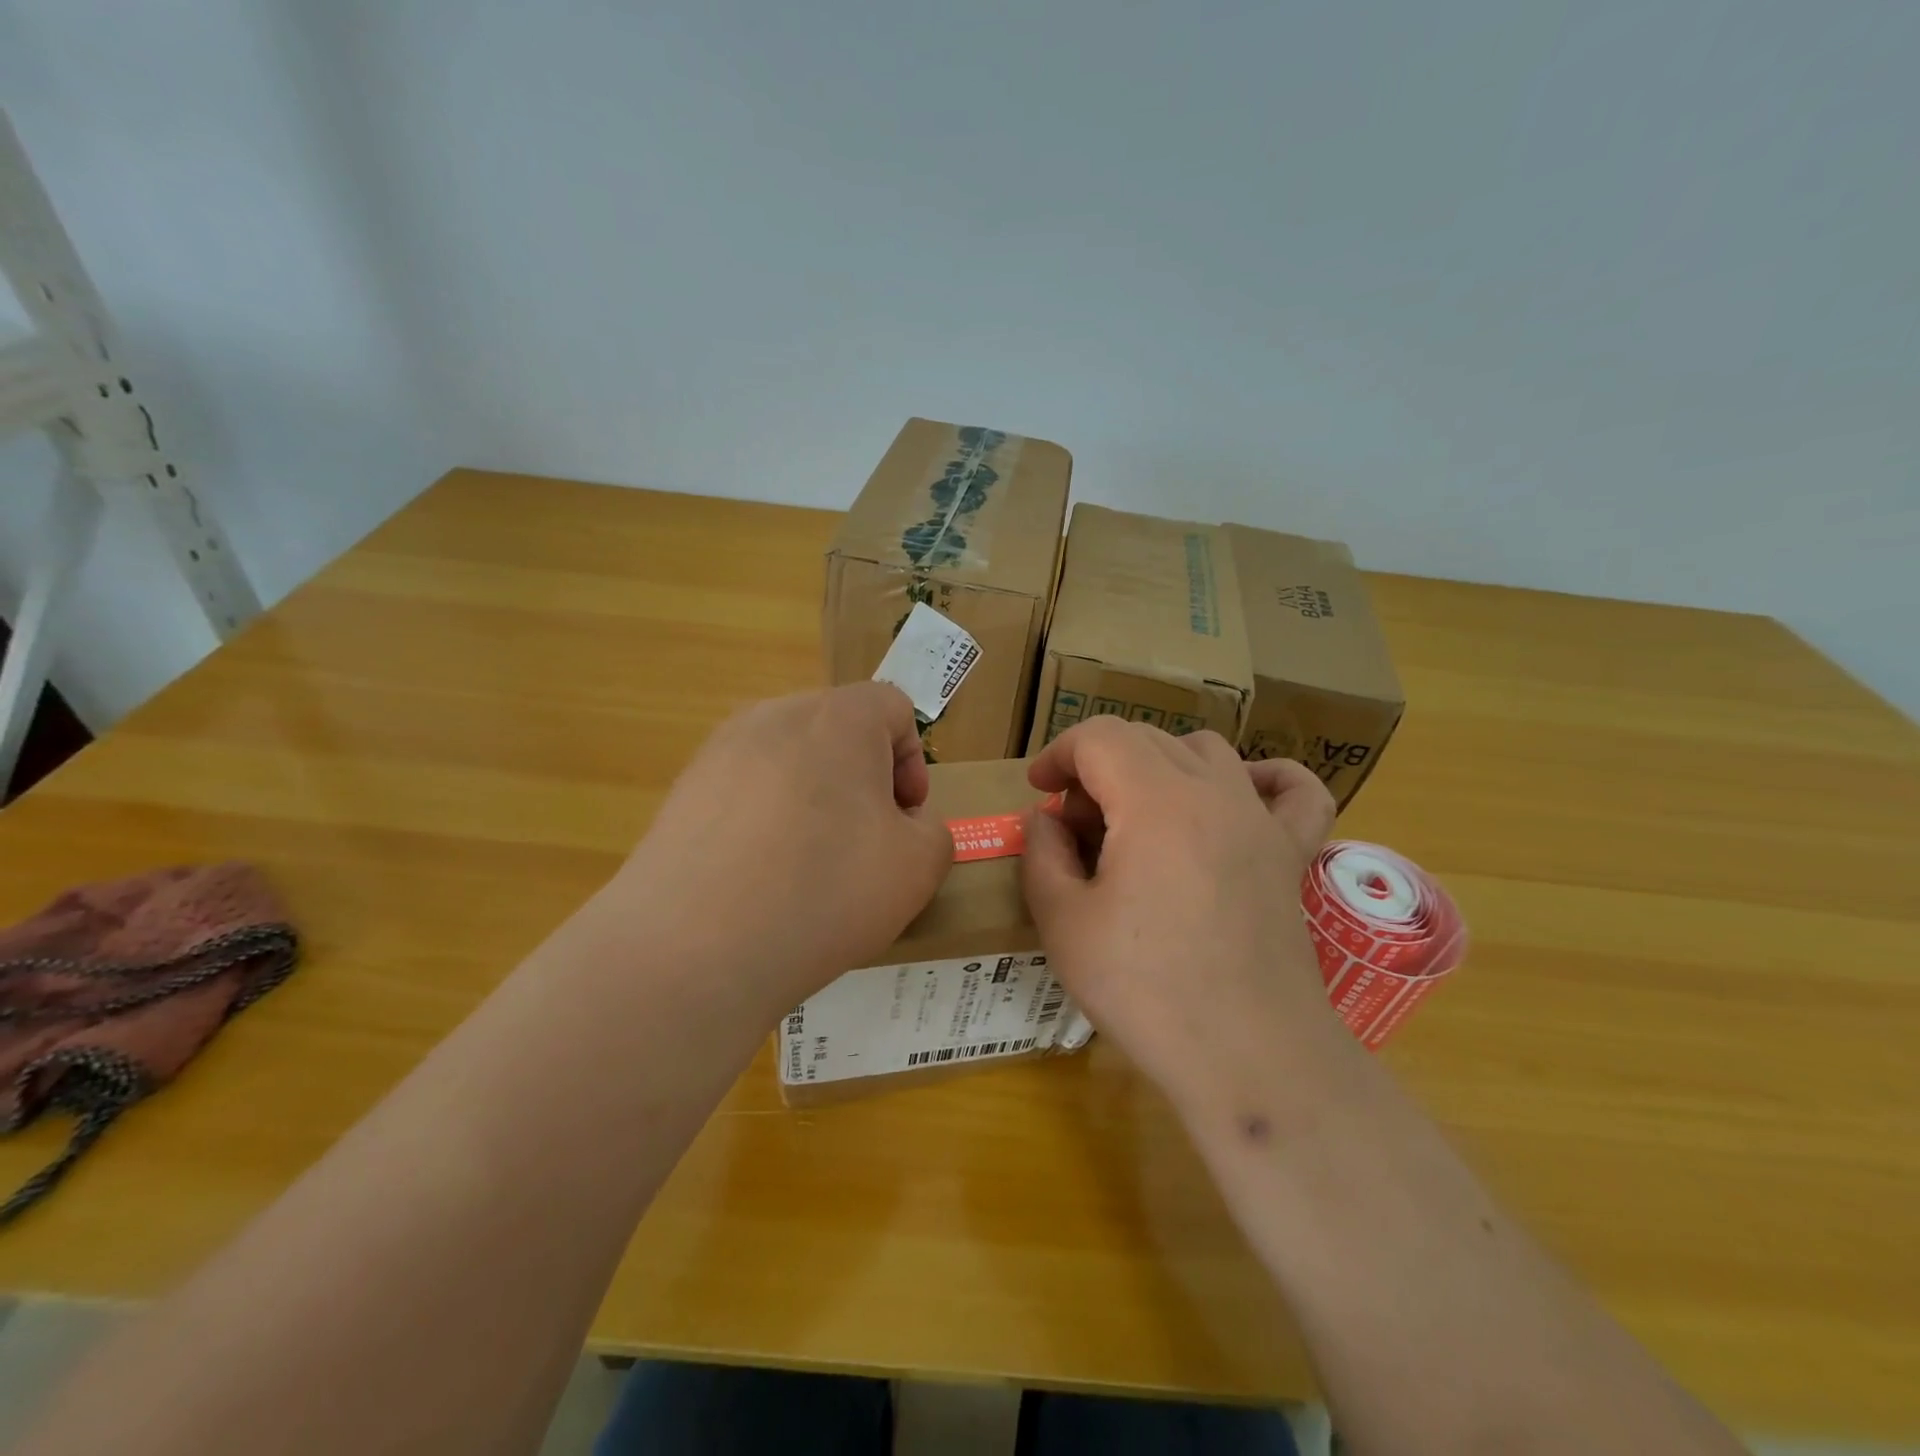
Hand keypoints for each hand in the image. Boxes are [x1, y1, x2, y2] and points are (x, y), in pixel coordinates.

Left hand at [607, 683, 952, 1019]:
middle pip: (838, 729)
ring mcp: (720, 750)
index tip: (903, 819)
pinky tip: (758, 876)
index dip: (912, 761)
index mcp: (840, 718)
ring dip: (812, 798)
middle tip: (864, 842)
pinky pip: (744, 789)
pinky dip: (764, 819)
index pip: (892, 706)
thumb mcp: (916, 869)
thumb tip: (904, 824)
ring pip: (789, 759)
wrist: (693, 947)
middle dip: (862, 778)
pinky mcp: (682, 789)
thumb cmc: (825, 892)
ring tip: (807, 864)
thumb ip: (933, 832)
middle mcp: (776, 715)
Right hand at [1021, 718, 1338, 1107]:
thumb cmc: (1145, 990)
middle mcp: (1215, 792)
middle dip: (1097, 767)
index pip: (1099, 737)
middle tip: (1075, 826)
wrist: (1248, 1056)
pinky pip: (1293, 790)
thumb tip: (1047, 820)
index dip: (1059, 754)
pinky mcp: (1292, 854)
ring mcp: (1261, 820)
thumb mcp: (1063, 923)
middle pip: (1145, 740)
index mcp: (1155, 801)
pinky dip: (1263, 777)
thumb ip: (1042, 854)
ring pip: (1205, 752)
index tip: (1039, 792)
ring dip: (1158, 766)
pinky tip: (1238, 796)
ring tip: (1136, 816)